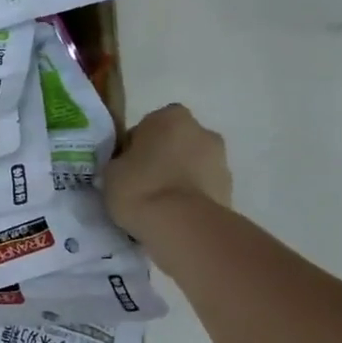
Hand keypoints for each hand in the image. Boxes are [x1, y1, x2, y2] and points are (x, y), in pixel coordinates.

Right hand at [103, 103, 232, 236]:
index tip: (126, 168)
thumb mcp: (111, 171)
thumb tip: (128, 165)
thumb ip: (121, 161)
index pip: (147, 126)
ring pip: (192, 164)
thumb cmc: (140, 188)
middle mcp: (201, 130)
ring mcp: (221, 159)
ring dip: (180, 177)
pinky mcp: (230, 188)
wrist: (183, 225)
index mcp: (169, 117)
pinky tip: (176, 215)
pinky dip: (192, 196)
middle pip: (175, 142)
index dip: (136, 147)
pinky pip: (203, 187)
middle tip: (143, 184)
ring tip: (160, 205)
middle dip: (163, 158)